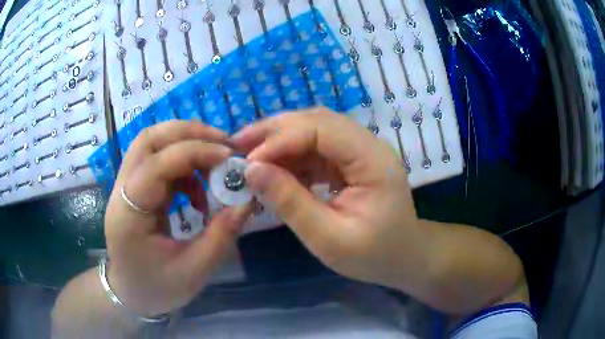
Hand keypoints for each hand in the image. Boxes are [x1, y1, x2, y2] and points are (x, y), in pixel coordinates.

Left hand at [104, 120, 251, 316]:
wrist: (131, 293)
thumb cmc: (157, 288)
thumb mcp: (194, 270)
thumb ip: (221, 235)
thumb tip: (247, 200)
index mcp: (129, 213)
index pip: (157, 165)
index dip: (194, 152)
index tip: (228, 157)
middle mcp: (122, 190)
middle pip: (148, 139)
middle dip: (187, 133)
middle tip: (222, 143)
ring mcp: (126, 187)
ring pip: (153, 145)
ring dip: (186, 145)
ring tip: (214, 163)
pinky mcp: (136, 189)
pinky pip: (159, 162)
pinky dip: (183, 165)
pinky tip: (198, 190)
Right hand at [231, 108, 429, 293]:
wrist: (402, 257)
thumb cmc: (373, 255)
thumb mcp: (329, 239)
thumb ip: (291, 203)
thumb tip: (251, 171)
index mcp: (373, 160)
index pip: (322, 130)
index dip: (281, 140)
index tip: (248, 163)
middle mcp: (368, 145)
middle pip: (317, 121)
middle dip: (274, 131)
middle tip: (238, 146)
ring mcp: (359, 151)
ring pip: (313, 130)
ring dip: (279, 140)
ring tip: (248, 155)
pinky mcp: (350, 161)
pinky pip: (316, 148)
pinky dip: (290, 155)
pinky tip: (272, 169)